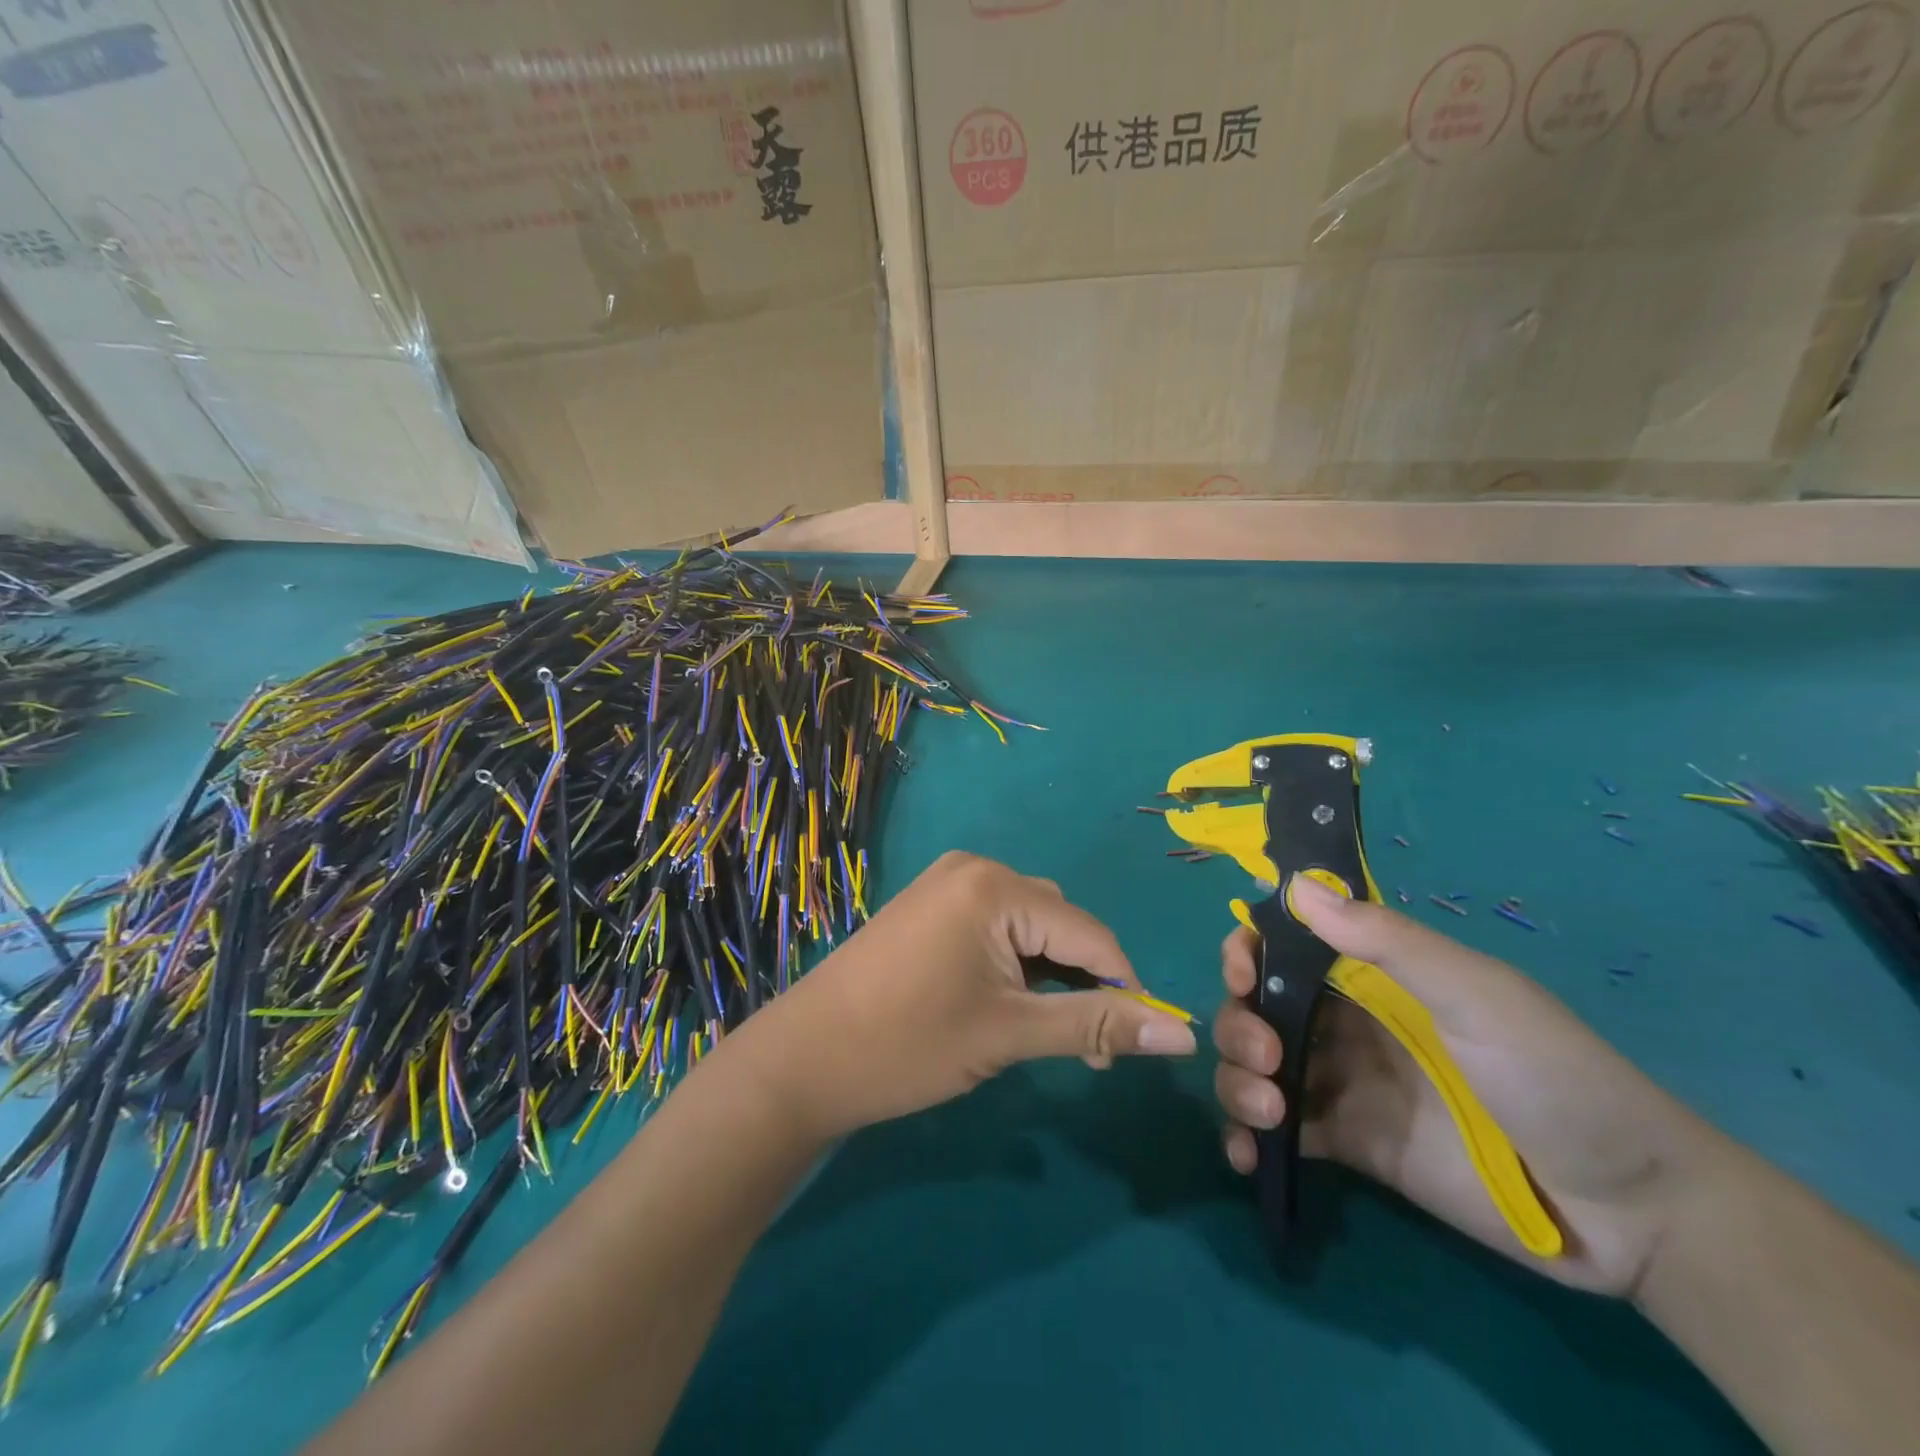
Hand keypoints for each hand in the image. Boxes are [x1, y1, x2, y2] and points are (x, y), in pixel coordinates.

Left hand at [745, 852, 1197, 1139]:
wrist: (803, 1059)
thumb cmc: (908, 1044)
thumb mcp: (1009, 1034)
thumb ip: (1096, 1026)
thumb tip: (1181, 1036)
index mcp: (996, 887)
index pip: (1089, 932)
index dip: (1122, 988)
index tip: (1131, 1045)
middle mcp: (974, 869)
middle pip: (1058, 922)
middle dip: (1081, 981)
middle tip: (1080, 1048)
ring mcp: (945, 884)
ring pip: (1027, 925)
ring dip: (1048, 974)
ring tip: (1040, 1031)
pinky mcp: (928, 906)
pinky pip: (993, 925)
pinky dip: (1012, 962)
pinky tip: (1004, 1002)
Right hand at [1212, 874, 1725, 1295]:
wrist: (1630, 1210)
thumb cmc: (1553, 1075)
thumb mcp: (1476, 995)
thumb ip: (1387, 941)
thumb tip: (1295, 884)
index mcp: (1373, 976)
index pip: (1285, 946)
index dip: (1248, 951)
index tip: (1240, 973)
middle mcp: (1346, 1023)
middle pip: (1256, 1006)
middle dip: (1238, 1022)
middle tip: (1264, 1057)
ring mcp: (1344, 1084)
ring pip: (1256, 1066)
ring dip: (1236, 1080)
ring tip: (1269, 1112)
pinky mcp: (1348, 1144)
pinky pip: (1279, 1131)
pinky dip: (1247, 1137)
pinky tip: (1247, 1155)